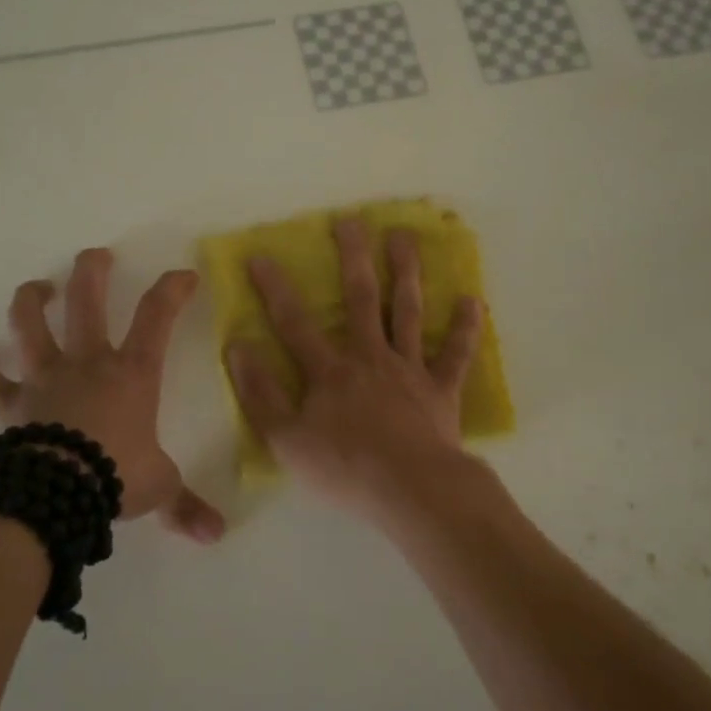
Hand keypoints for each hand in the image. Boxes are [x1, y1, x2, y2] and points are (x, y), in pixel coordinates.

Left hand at [0, 248, 225, 542]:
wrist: (55, 492)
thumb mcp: (159, 488)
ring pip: (30, 324)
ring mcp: (44, 378)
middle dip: (92, 271)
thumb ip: (185, 506)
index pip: (158, 316)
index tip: (184, 275)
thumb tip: (216, 535)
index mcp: (131, 373)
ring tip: (39, 289)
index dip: (173, 289)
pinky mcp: (9, 403)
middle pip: (88, 301)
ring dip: (33, 301)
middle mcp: (87, 363)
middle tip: (96, 255)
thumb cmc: (115, 477)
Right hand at [224, 219, 482, 519]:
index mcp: (330, 371)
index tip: (261, 256)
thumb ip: (260, 393)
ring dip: (406, 272)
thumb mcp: (286, 439)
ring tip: (405, 237)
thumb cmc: (344, 468)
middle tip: (351, 220)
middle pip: (361, 298)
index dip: (275, 289)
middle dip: (353, 257)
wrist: (411, 490)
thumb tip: (238, 347)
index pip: (295, 322)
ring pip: (408, 312)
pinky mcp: (441, 390)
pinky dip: (466, 328)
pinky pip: (456, 355)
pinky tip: (472, 300)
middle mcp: (371, 357)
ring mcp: (410, 370)